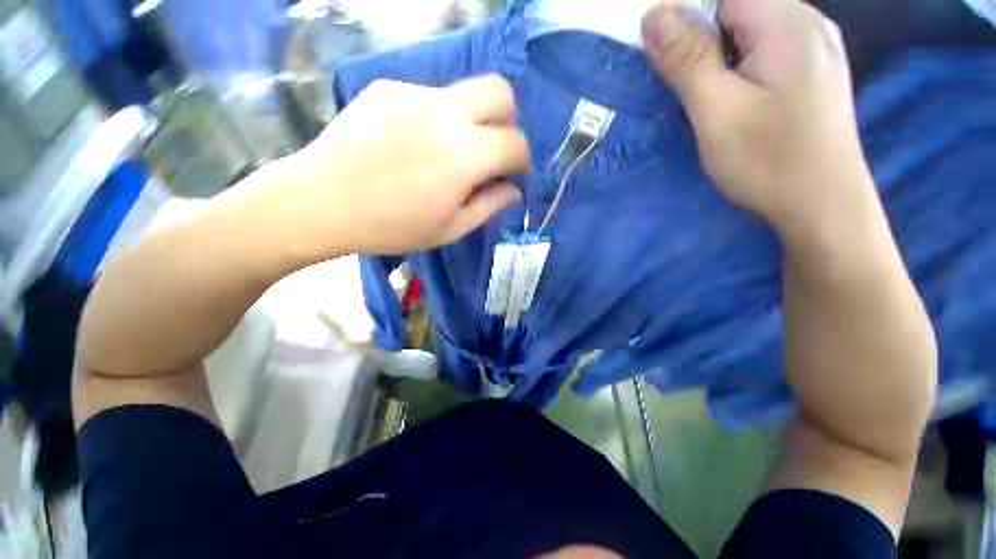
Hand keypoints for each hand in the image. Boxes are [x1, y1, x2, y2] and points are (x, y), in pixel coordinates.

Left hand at [287, 75, 529, 255]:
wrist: (320, 202)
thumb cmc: (392, 226)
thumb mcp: (449, 229)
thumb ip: (489, 206)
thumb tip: (514, 190)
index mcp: (464, 155)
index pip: (515, 142)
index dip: (522, 160)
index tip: (513, 174)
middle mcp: (445, 112)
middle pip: (499, 91)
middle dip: (507, 121)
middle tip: (492, 150)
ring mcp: (413, 93)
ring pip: (463, 94)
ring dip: (469, 122)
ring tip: (443, 153)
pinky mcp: (387, 88)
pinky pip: (428, 97)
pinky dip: (435, 118)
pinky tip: (412, 144)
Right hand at [641, 0, 877, 244]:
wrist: (823, 206)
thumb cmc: (769, 162)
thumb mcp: (718, 112)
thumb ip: (687, 60)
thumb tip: (653, 14)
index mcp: (787, 23)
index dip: (685, 15)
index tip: (662, 55)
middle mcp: (807, 23)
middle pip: (737, 9)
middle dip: (699, 38)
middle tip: (681, 85)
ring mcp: (815, 47)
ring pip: (750, 30)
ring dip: (717, 55)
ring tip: (706, 97)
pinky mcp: (813, 71)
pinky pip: (766, 50)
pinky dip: (738, 65)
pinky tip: (733, 97)